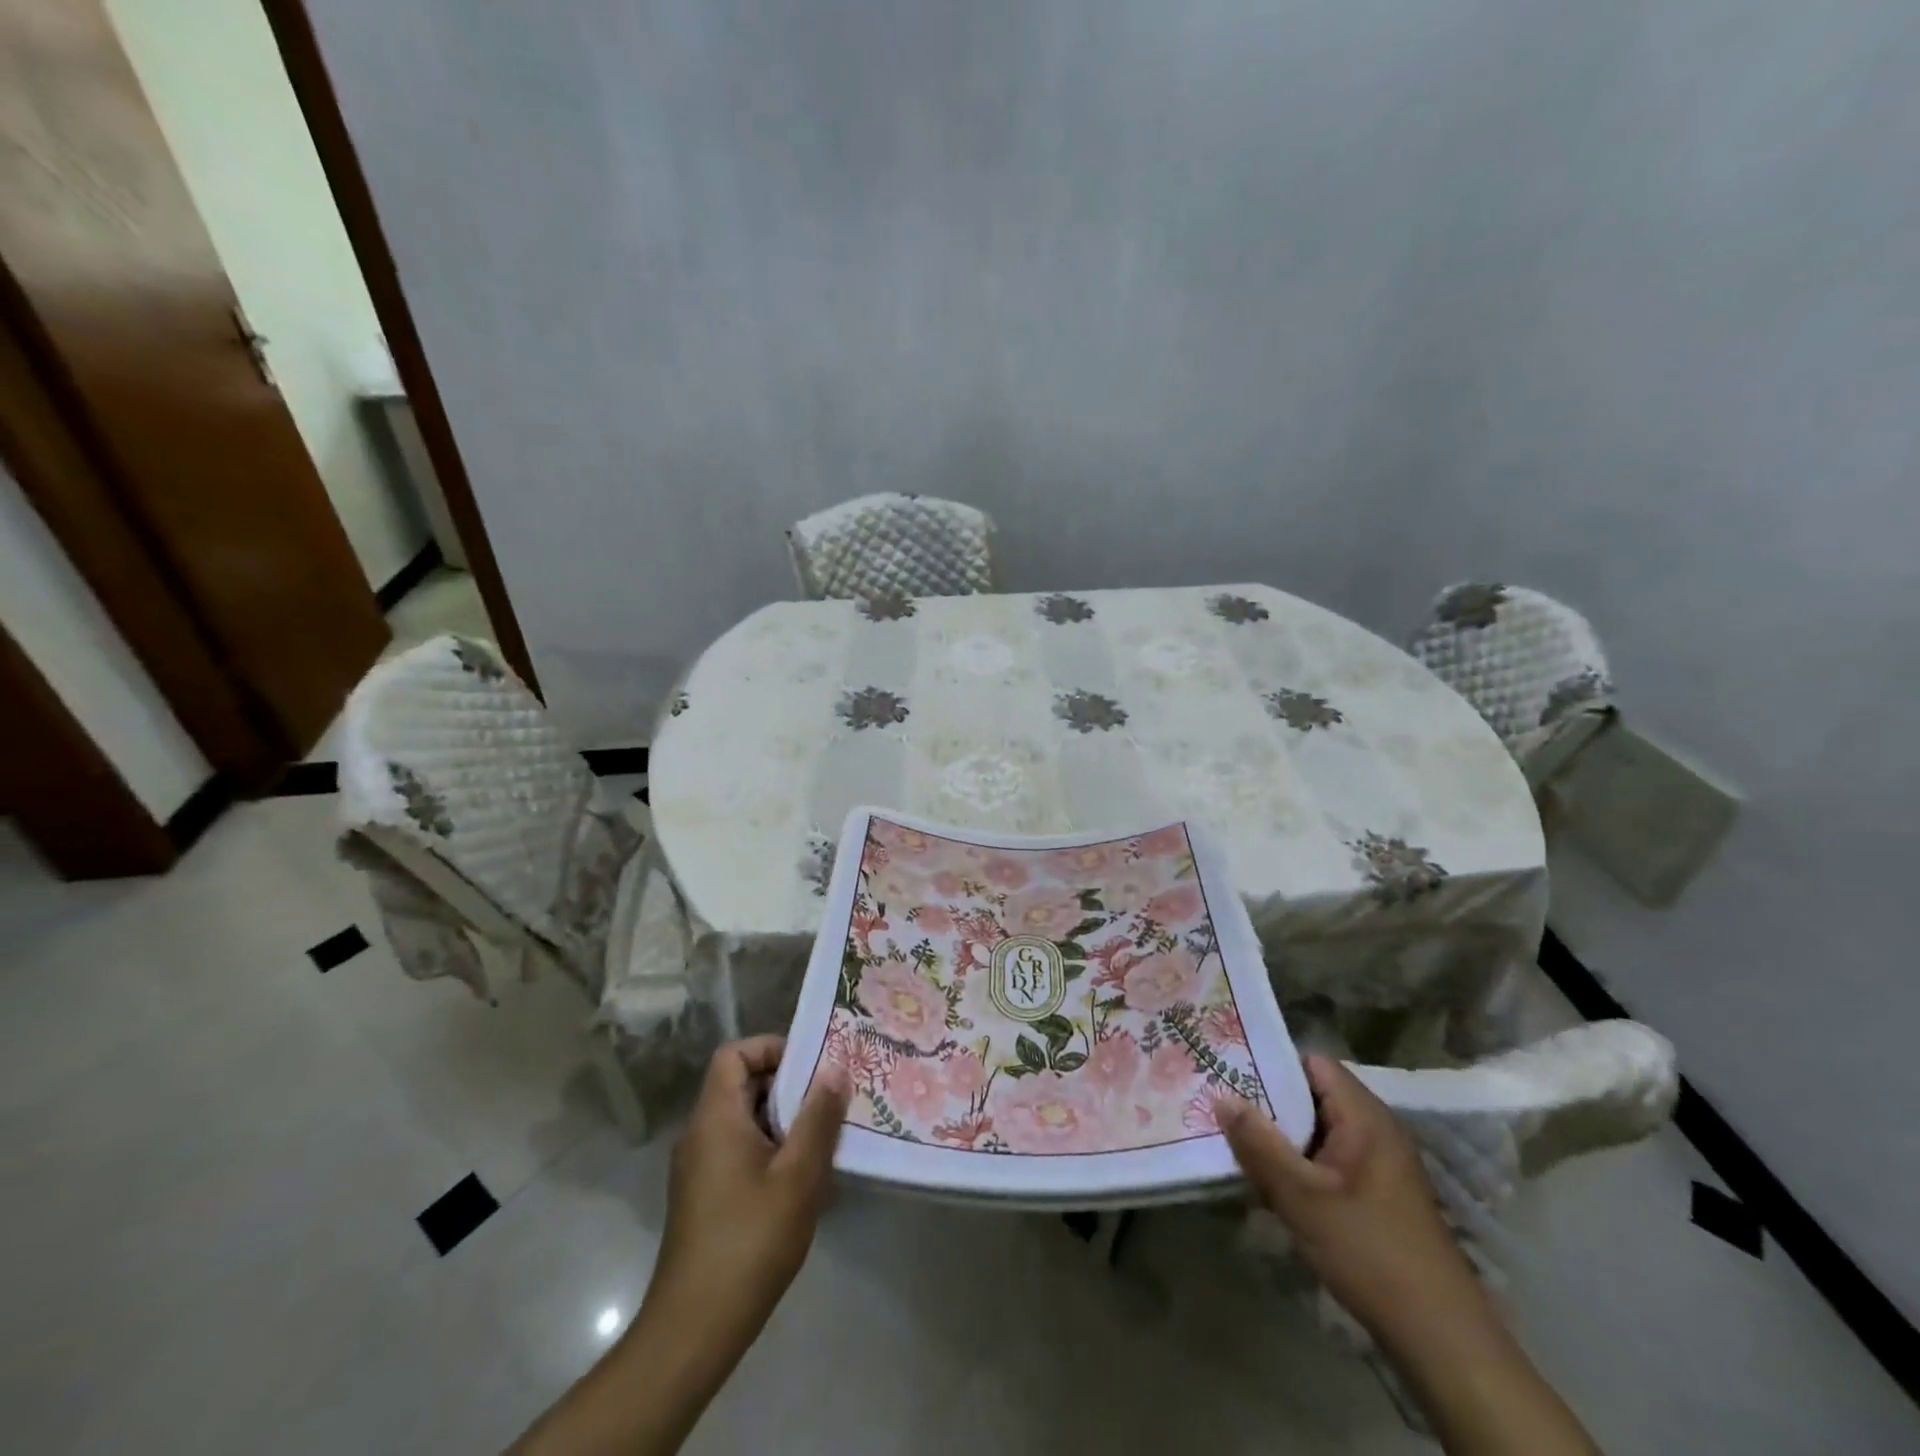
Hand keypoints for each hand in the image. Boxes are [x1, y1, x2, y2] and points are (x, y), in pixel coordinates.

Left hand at [507, 1038, 850, 1455]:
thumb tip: (835, 1068)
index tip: (811, 1066)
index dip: (771, 1049)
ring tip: (824, 1139)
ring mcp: (699, 1168)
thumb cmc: (750, 1240)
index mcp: (715, 1118)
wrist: (695, 1329)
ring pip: (744, 1121)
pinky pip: (739, 1151)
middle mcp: (700, 1134)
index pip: (734, 1054)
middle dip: (788, 1087)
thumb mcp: (798, 1175)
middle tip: (830, 1099)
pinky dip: (770, 1150)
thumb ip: (818, 1118)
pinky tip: (802, 1180)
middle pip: (741, 1085)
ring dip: (783, 1122)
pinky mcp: (704, 1197)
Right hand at [1225, 1059, 1600, 1454]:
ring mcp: (1380, 1162)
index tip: (1229, 1070)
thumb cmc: (1369, 1251)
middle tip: (1222, 1104)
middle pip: (1313, 1094)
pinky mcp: (1378, 1192)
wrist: (1440, 1337)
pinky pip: (1330, 1157)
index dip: (1270, 1062)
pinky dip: (1300, 1161)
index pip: (1312, 1062)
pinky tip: (1271, 1181)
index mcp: (1365, 1116)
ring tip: (1236, 1139)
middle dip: (1268, 1101)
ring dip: (1282, 1135)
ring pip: (1319, 1129)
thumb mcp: (1302, 1196)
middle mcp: (1376, 1128)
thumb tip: (1220, 1096)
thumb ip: (1259, 1143)